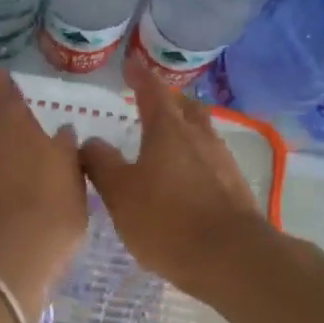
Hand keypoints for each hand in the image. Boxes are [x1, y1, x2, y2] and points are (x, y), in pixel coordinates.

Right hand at [82, 59, 263, 297]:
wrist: (230, 258)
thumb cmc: (166, 220)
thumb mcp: (119, 193)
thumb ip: (101, 164)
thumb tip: (89, 142)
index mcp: (168, 131)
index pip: (153, 92)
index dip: (140, 77)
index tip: (131, 64)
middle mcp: (199, 138)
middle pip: (186, 108)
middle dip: (169, 101)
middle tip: (152, 103)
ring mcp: (222, 163)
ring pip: (201, 134)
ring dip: (184, 131)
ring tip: (166, 141)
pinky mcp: (234, 189)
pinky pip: (210, 162)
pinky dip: (194, 160)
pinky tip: (184, 179)